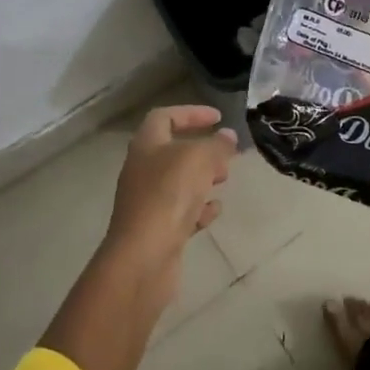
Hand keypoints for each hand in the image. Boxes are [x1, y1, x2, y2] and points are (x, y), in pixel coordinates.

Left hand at [101, 105, 235, 292]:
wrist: (143, 257)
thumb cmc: (169, 195)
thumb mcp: (200, 159)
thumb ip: (217, 145)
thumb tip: (227, 136)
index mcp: (146, 145)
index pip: (165, 116)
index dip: (191, 113)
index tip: (218, 117)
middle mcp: (143, 170)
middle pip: (173, 150)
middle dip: (202, 149)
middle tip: (226, 154)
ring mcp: (148, 201)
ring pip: (178, 181)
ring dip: (202, 178)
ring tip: (224, 180)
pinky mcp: (157, 229)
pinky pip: (180, 211)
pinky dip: (199, 208)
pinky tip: (214, 211)